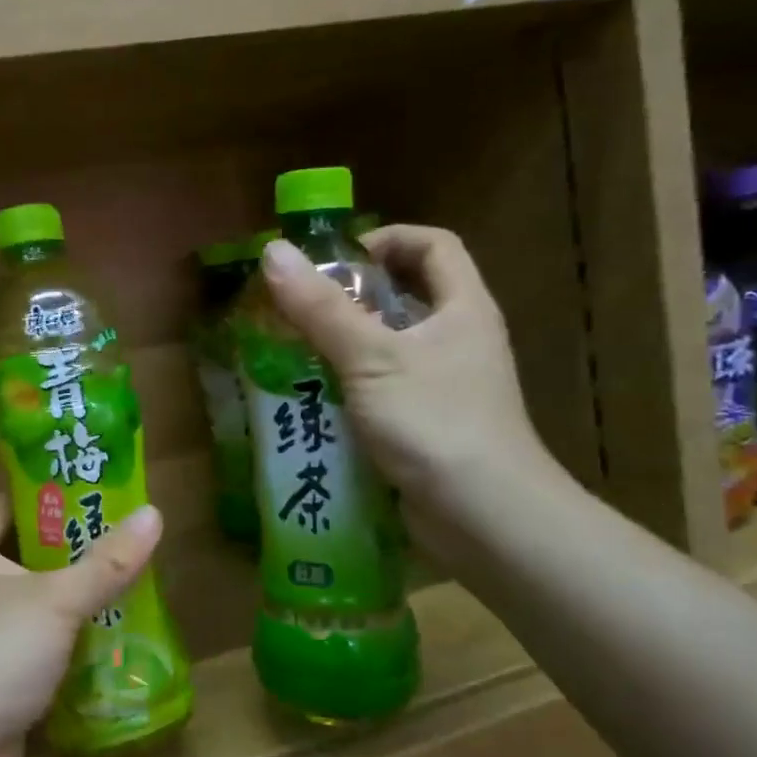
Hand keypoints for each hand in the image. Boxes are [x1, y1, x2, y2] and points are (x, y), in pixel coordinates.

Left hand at [0, 495, 163, 756]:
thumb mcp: (56, 600)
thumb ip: (106, 561)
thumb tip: (154, 513)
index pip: (6, 503)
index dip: (48, 493)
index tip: (98, 490)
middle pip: (28, 553)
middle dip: (76, 549)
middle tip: (129, 538)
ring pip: (39, 605)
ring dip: (80, 600)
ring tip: (136, 584)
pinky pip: (42, 649)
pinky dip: (74, 645)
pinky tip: (119, 641)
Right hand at [259, 226, 554, 523]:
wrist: (485, 517)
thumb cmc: (435, 421)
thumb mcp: (371, 358)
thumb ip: (321, 308)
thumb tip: (272, 251)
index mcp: (463, 308)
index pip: (433, 245)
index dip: (386, 240)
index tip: (335, 261)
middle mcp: (460, 339)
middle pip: (408, 294)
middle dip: (353, 295)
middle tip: (301, 307)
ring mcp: (446, 385)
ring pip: (392, 345)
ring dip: (345, 343)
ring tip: (294, 351)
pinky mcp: (429, 423)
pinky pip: (385, 388)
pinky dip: (351, 385)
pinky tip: (315, 399)